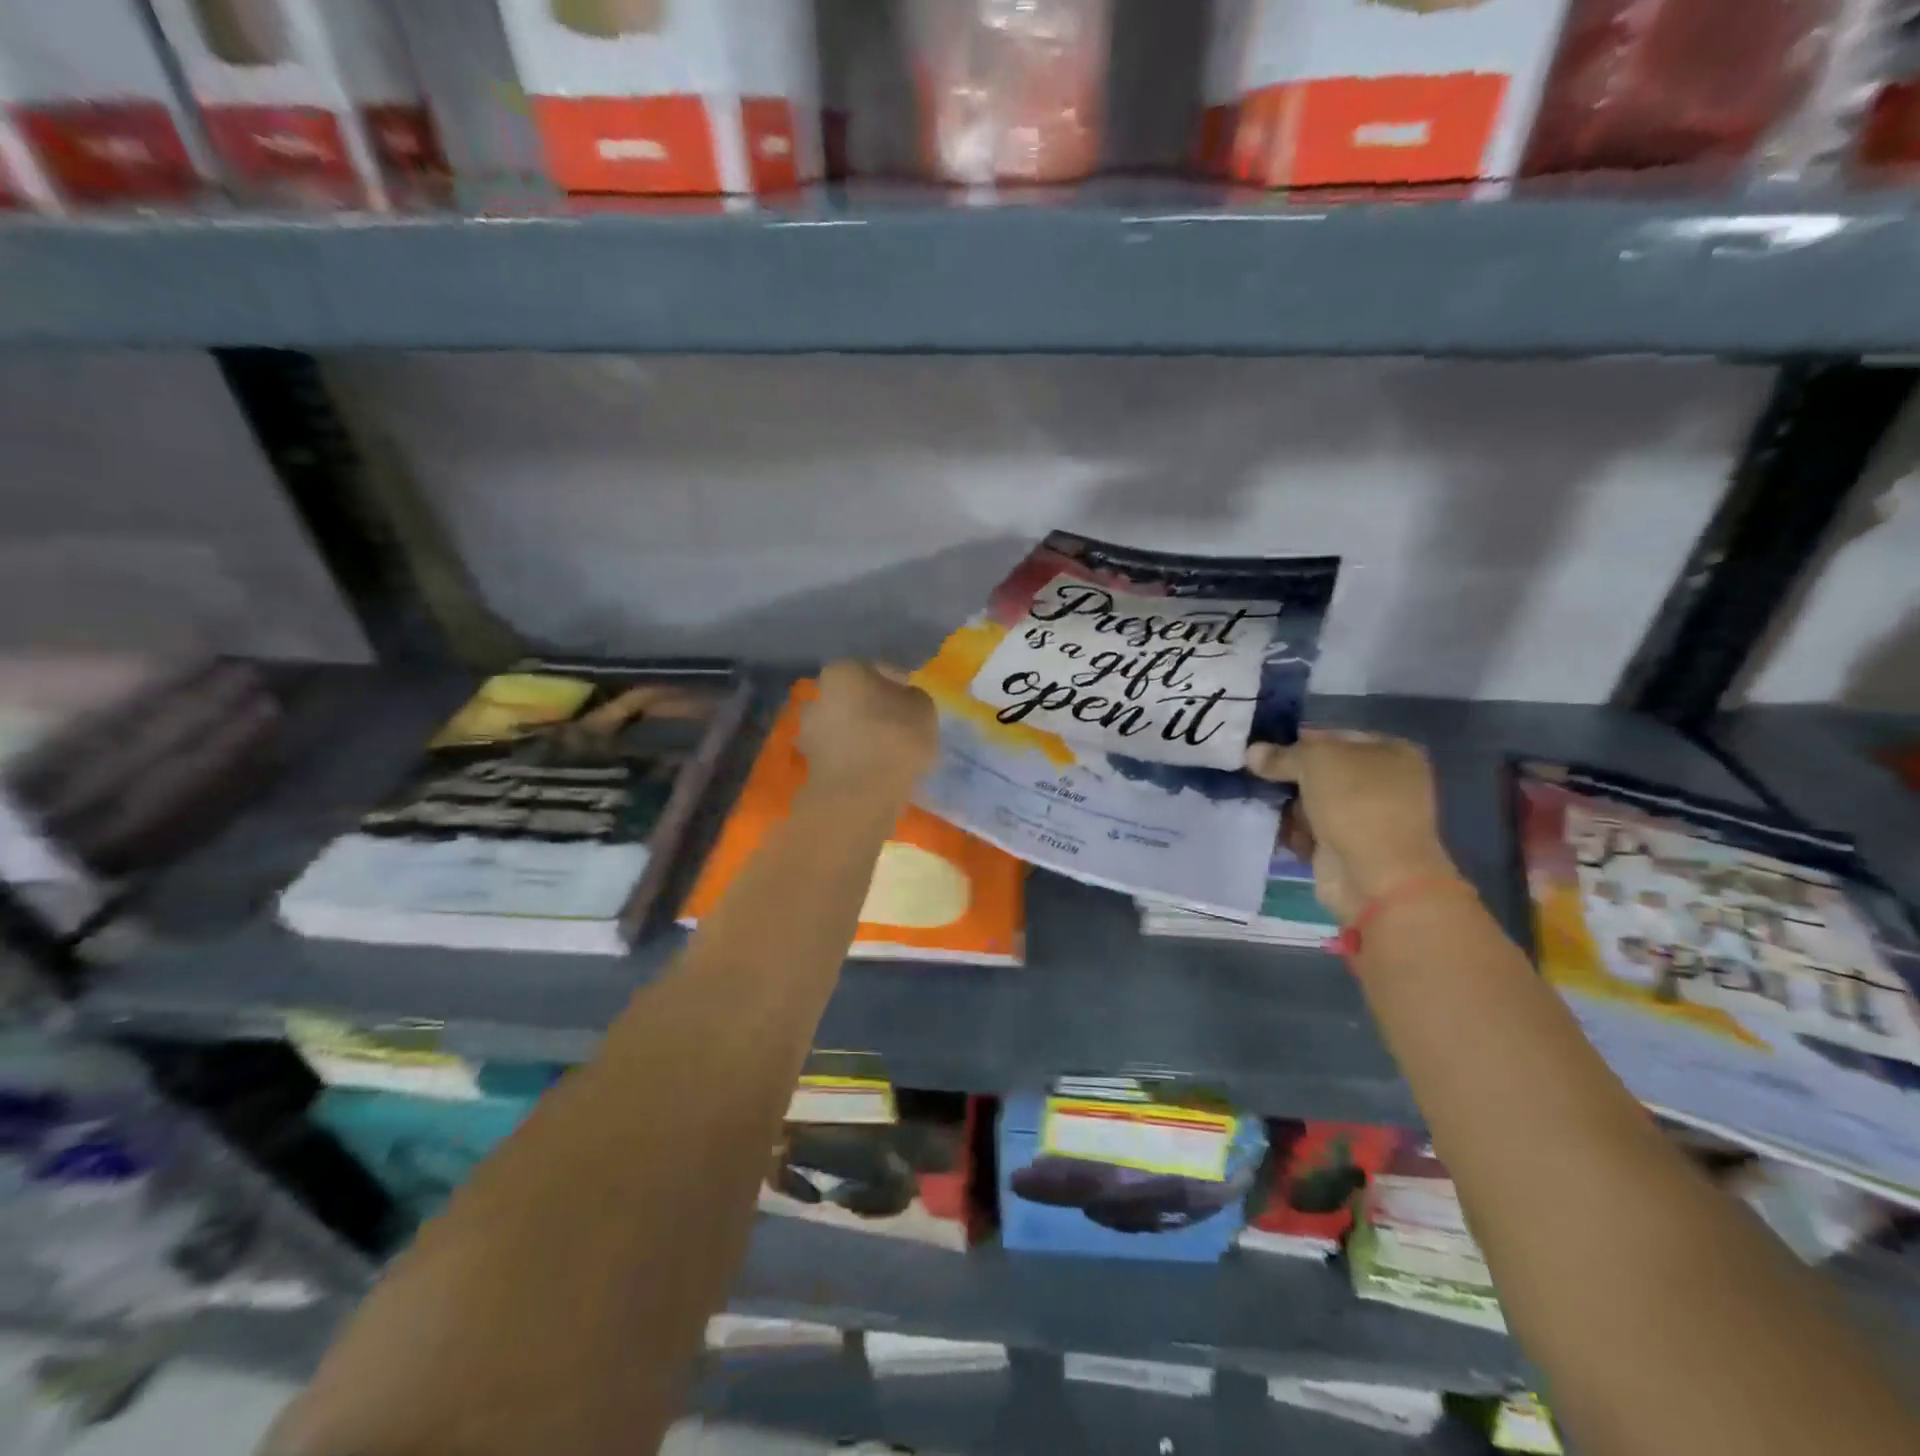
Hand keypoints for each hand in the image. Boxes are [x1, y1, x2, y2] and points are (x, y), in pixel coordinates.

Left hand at [798, 660, 938, 800]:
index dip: (898, 682)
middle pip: (854, 696)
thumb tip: (904, 700)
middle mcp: (818, 694)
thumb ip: (913, 697)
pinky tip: (876, 768)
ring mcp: (809, 730)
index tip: (913, 699)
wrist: (859, 796)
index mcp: (843, 671)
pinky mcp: (810, 763)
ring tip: (890, 750)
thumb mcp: (924, 709)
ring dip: (863, 733)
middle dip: (874, 707)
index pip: (876, 669)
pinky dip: (855, 756)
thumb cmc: (894, 740)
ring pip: (844, 725)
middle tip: (901, 723)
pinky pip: (841, 752)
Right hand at [1245, 728, 1460, 922]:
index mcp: (1391, 752)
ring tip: (1258, 802)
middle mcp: (1383, 783)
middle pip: (1321, 771)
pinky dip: (1291, 830)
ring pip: (1312, 801)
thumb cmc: (1356, 804)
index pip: (1334, 736)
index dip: (1298, 740)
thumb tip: (1252, 753)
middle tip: (1253, 775)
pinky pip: (1309, 830)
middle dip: (1287, 775)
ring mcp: (1366, 818)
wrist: (1376, 876)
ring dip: (1286, 804)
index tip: (1263, 748)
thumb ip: (1282, 754)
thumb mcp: (1315, 761)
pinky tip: (1270, 827)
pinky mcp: (1346, 848)